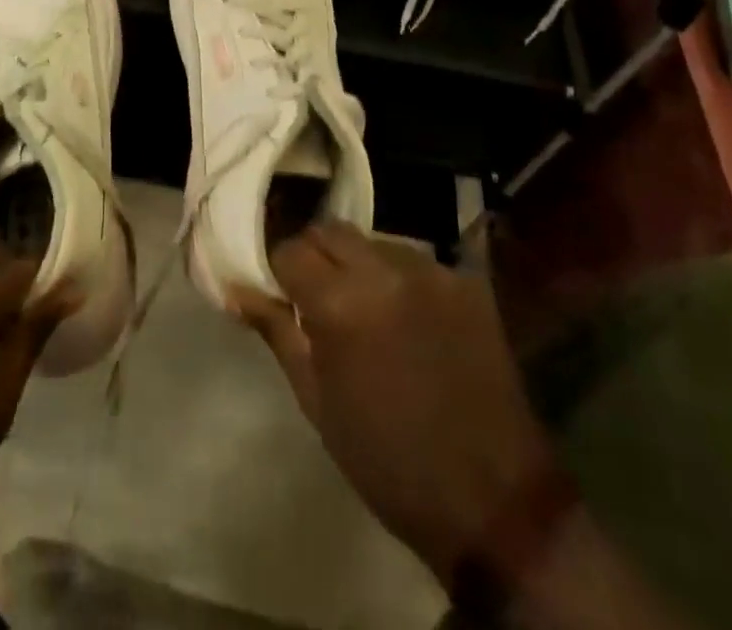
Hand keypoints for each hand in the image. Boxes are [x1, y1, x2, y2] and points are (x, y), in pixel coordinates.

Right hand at [232, 222, 548, 586]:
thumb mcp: (317, 402)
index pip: (289, 250)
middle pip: (330, 230)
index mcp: (339, 303)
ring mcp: (430, 271)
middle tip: (317, 294)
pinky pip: (415, 261)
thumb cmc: (387, 460)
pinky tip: (408, 317)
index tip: (281, 293)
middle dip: (315, 254)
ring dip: (358, 263)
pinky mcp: (466, 282)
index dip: (279, 270)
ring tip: (366, 307)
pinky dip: (399, 279)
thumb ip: (277, 332)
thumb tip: (238, 289)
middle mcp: (383, 270)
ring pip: (373, 240)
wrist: (493, 501)